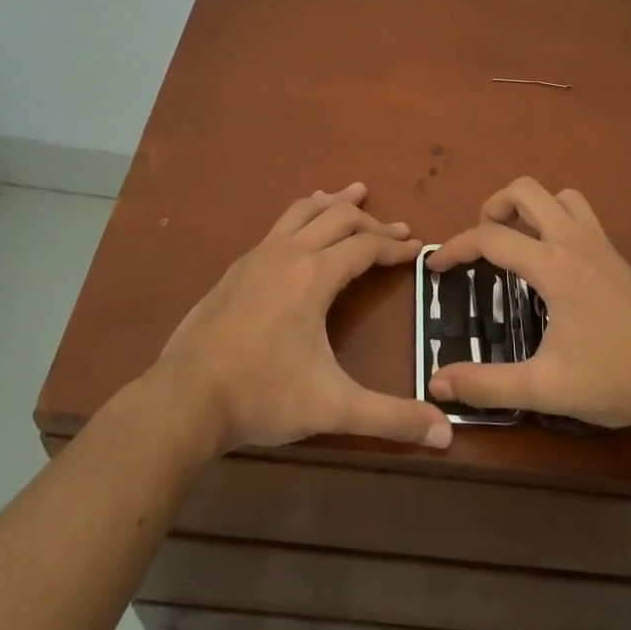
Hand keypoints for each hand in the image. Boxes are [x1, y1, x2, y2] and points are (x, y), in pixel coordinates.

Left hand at [155, 183, 451, 454]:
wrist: (184, 398)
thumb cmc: (262, 396)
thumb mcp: (332, 407)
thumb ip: (390, 418)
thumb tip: (445, 435)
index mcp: (314, 276)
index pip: (366, 246)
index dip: (396, 246)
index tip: (417, 247)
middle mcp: (288, 254)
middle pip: (338, 218)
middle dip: (372, 221)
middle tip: (397, 228)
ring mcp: (257, 257)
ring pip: (302, 211)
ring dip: (333, 203)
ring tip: (352, 194)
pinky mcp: (236, 269)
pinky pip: (278, 226)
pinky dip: (302, 217)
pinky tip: (300, 234)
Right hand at [427, 177, 630, 432]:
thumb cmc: (618, 378)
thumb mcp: (547, 388)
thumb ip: (488, 384)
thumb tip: (437, 383)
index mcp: (553, 266)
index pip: (490, 237)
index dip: (455, 247)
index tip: (435, 268)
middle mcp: (574, 241)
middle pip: (526, 191)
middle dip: (493, 206)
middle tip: (481, 244)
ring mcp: (601, 245)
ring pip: (560, 196)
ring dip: (530, 207)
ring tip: (516, 242)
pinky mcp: (618, 257)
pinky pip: (581, 214)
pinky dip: (557, 219)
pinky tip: (554, 261)